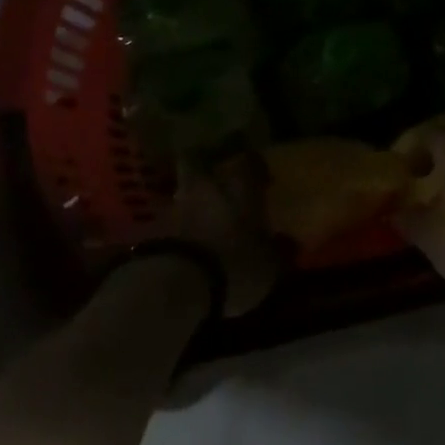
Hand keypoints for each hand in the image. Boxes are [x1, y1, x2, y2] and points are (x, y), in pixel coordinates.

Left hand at [168, 154, 280, 316]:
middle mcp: (207, 185)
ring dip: (191, 198)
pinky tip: (185, 240)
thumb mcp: (268, 266)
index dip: (254, 165)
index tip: (261, 175)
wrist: (176, 284)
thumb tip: (290, 241)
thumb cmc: (233, 266)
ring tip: (201, 215)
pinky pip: (170, 218)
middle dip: (208, 165)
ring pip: (184, 188)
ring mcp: (176, 203)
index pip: (249, 161)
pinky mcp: (153, 227)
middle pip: (201, 160)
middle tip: (219, 179)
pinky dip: (177, 225)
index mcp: (239, 187)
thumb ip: (279, 250)